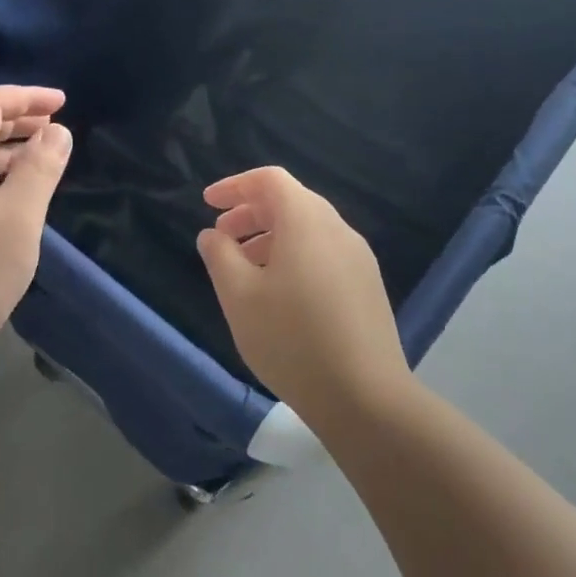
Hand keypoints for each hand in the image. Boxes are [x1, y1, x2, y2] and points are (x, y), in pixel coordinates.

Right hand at [195, 167, 410, 421]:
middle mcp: (338, 228)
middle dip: (250, 213)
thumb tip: (214, 235)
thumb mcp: (239, 296)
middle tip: (221, 238)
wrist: (365, 396)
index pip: (270, 180)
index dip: (235, 186)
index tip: (208, 204)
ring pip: (308, 229)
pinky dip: (295, 256)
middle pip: (291, 201)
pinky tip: (280, 294)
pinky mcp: (367, 285)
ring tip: (245, 270)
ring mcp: (358, 257)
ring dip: (271, 237)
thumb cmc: (292, 339)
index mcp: (307, 220)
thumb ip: (220, 256)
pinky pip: (324, 253)